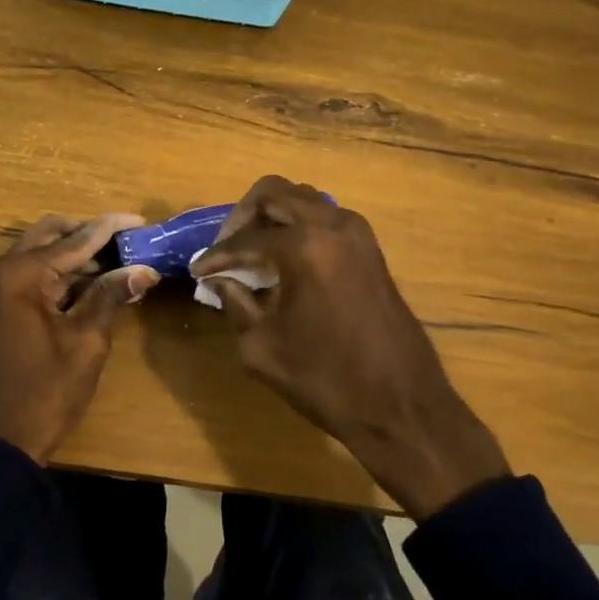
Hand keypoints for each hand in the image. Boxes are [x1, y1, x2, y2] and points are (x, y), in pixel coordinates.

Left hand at [0, 213, 159, 463]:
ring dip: (77, 255)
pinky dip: (62, 274)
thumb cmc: (45, 391)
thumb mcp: (86, 342)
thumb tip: (143, 269)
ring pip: (42, 254)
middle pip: (52, 235)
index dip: (111, 229)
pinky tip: (94, 283)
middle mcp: (3, 270)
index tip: (142, 221)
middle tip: (128, 245)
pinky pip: (33, 276)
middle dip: (90, 235)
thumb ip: (111, 296)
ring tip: (120, 263)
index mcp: (21, 273)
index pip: (76, 239)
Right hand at [192, 177, 508, 517]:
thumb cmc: (325, 379)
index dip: (216, 256)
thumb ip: (234, 303)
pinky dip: (298, 227)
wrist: (401, 406)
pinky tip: (284, 261)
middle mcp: (333, 225)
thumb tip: (219, 280)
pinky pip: (325, 218)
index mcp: (304, 247)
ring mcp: (358, 234)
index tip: (197, 270)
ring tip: (253, 252)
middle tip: (226, 248)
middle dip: (243, 217)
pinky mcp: (371, 249)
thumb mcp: (262, 347)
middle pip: (274, 193)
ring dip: (273, 217)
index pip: (245, 239)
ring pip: (303, 200)